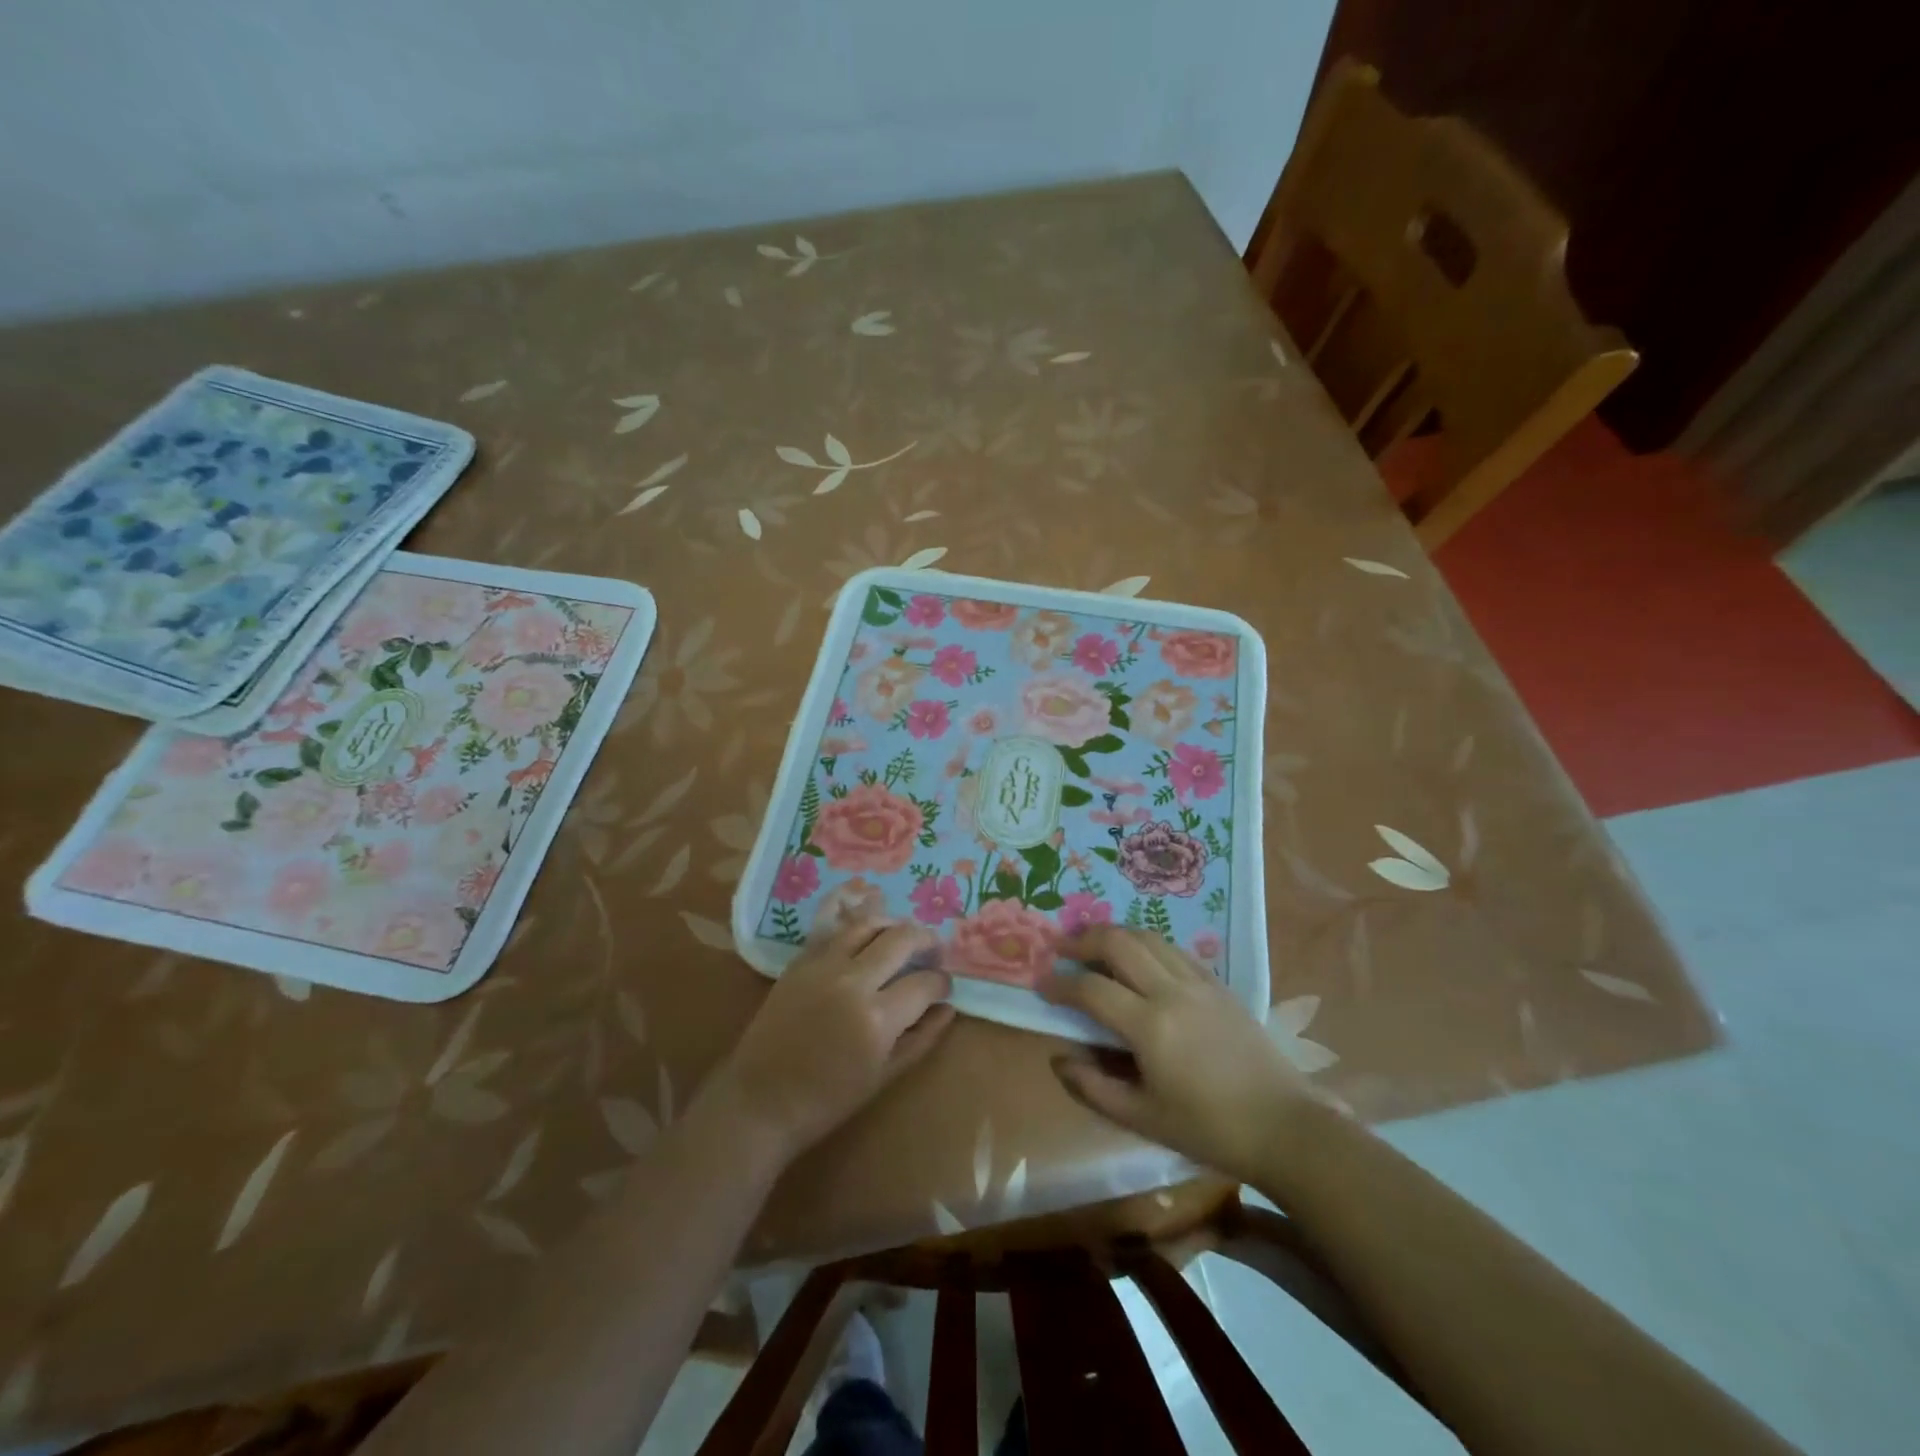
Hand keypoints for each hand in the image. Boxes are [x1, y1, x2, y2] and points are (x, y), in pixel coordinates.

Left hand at [704, 921, 955, 1164]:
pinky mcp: (800, 960)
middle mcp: (853, 980)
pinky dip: (851, 915)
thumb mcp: (884, 1076)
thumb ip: (921, 1038)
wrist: (762, 1099)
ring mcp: (823, 965)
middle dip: (926, 941)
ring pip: (868, 923)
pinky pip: (831, 925)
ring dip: (893, 924)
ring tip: (902, 934)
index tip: (943, 986)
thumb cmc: (828, 1099)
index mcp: (878, 1017)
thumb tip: (948, 1008)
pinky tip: (865, 914)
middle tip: (933, 950)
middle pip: (901, 939)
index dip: (941, 982)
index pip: (924, 982)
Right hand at [1040, 927, 1318, 1184]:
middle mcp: (1171, 991)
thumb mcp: (1143, 1119)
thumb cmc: (1209, 1129)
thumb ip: (1094, 1087)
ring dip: (1114, 933)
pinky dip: (1146, 942)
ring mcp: (1198, 982)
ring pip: (1147, 936)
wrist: (1284, 1126)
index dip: (1060, 984)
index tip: (1041, 984)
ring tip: (1093, 942)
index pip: (1091, 989)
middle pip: (1118, 943)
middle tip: (1061, 947)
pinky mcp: (1218, 983)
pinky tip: (1139, 955)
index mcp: (1150, 1026)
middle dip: (1083, 940)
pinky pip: (1173, 948)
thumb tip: (1059, 1058)